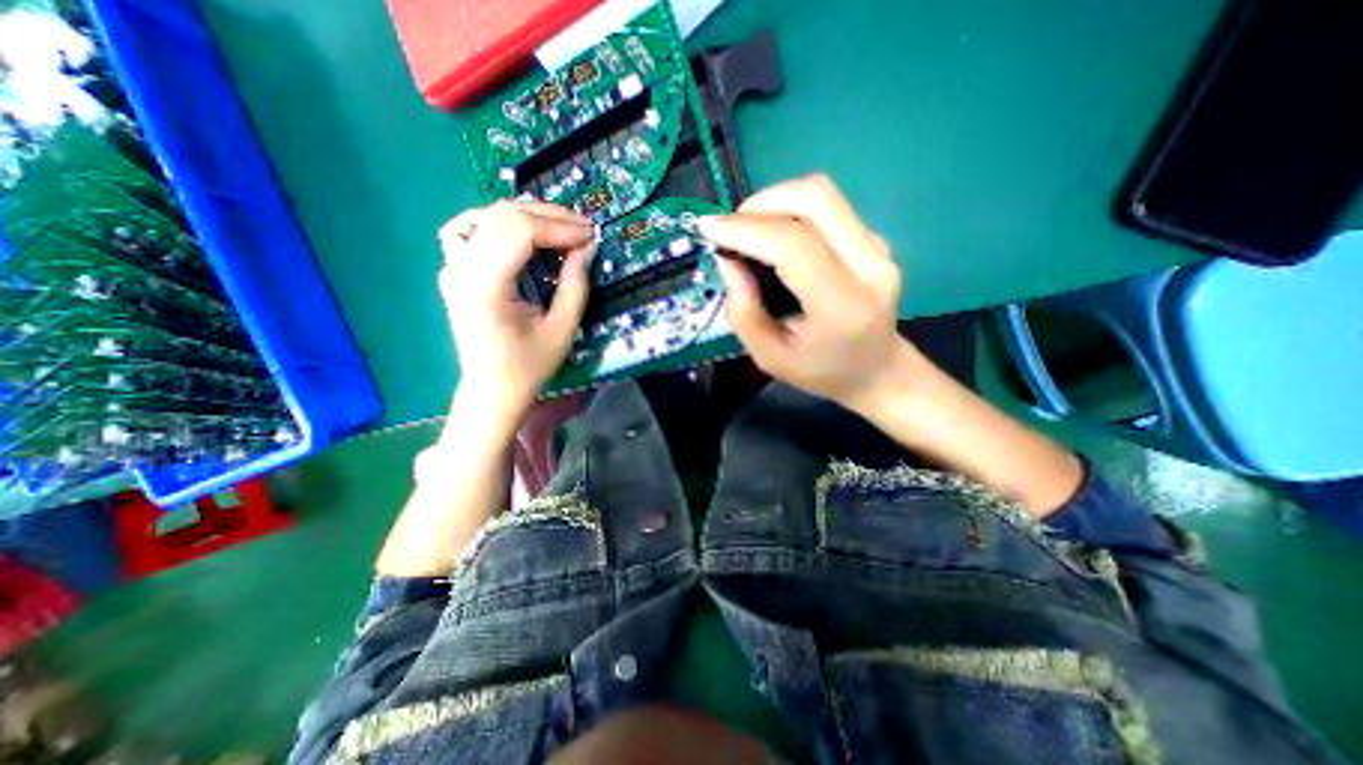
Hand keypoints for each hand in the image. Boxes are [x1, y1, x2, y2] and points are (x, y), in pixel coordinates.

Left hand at [440, 200, 594, 423]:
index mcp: (485, 286)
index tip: (590, 235)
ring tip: (557, 228)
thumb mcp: (562, 329)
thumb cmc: (528, 366)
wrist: (492, 388)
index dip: (559, 227)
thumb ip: (575, 285)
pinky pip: (469, 228)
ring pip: (487, 216)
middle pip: (504, 216)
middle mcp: (461, 268)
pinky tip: (517, 232)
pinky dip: (496, 222)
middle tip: (582, 229)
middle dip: (550, 216)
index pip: (520, 231)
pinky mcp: (454, 269)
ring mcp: (452, 266)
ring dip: (527, 215)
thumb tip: (586, 247)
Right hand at [696, 174, 920, 412]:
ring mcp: (878, 247)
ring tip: (748, 229)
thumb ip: (742, 312)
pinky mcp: (875, 239)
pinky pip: (828, 206)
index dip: (746, 230)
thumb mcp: (769, 357)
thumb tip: (727, 260)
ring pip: (822, 194)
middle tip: (731, 228)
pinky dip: (791, 209)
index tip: (708, 229)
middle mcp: (870, 267)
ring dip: (775, 200)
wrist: (877, 370)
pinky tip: (774, 235)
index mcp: (842, 306)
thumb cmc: (821, 372)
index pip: (793, 246)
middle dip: (760, 204)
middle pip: (815, 200)